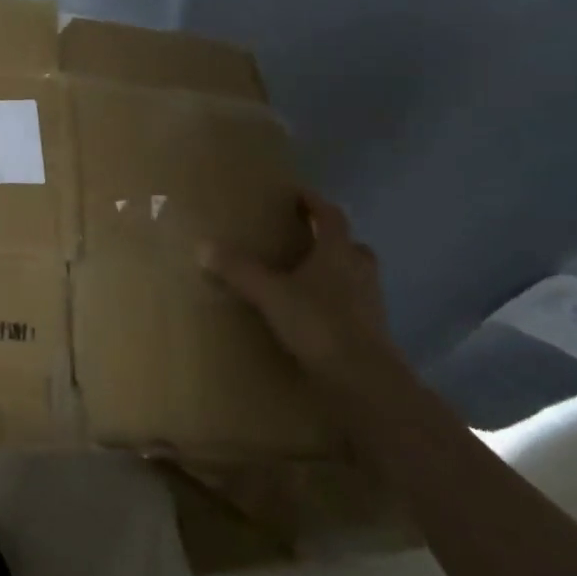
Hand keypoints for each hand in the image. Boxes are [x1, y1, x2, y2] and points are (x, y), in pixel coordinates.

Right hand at [203, 195, 395, 387]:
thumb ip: (239, 270)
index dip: (314, 203)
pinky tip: (317, 316)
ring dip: (338, 273)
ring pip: (357, 277)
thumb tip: (202, 245)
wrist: (365, 381)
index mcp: (338, 253)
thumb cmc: (319, 324)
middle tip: (307, 240)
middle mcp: (359, 272)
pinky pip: (355, 307)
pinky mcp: (374, 334)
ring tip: (309, 280)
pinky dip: (339, 305)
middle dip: (332, 241)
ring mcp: (371, 304)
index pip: (331, 217)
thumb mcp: (270, 294)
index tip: (298, 195)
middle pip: (352, 246)